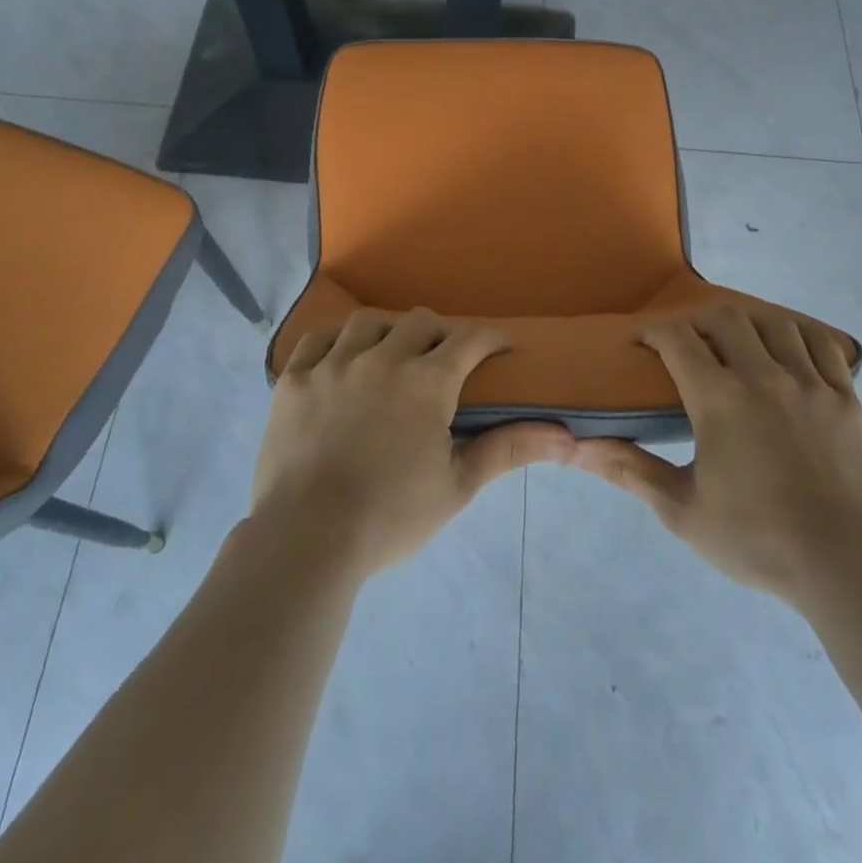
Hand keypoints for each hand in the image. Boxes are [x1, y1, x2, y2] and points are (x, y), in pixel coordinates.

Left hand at [252, 308, 573, 579]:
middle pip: (420, 322)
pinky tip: (340, 357)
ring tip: (391, 354)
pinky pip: (316, 339)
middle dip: (440, 334)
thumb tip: (567, 438)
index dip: (490, 338)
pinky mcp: (294, 379)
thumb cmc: (391, 516)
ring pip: (368, 322)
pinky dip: (335, 341)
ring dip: (388, 331)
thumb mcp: (458, 485)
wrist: (306, 540)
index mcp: (426, 382)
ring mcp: (333, 365)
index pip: (468, 340)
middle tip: (444, 360)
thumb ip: (509, 450)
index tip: (500, 348)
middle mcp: (381, 358)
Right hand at [572, 304, 861, 605]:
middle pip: (724, 318)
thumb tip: (577, 448)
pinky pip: (822, 345)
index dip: (652, 331)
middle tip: (686, 344)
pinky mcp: (846, 398)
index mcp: (719, 398)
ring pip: (774, 324)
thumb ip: (630, 470)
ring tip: (737, 345)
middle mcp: (763, 376)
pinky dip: (798, 337)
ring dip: (747, 325)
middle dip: (697, 321)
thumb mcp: (682, 511)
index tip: (640, 341)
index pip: (676, 338)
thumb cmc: (757, 539)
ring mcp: (810, 383)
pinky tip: (789, 352)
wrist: (848, 567)